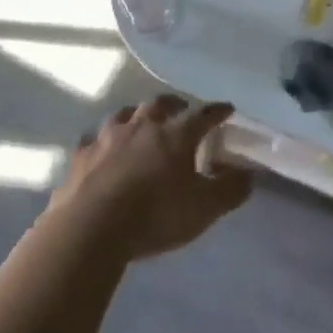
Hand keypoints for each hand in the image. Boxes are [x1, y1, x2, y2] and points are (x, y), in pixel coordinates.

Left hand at [48, 95, 251, 261]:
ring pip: (126, 114)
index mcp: (176, 133)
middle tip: (181, 112)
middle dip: (174, 105)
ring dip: (137, 116)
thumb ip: (230, 190)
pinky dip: (104, 141)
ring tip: (142, 124)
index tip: (227, 109)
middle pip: (161, 104)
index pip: (203, 114)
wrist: (91, 227)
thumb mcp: (203, 209)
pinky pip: (95, 139)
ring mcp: (109, 135)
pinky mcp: (83, 153)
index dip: (218, 111)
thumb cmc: (155, 215)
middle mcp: (143, 124)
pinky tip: (104, 149)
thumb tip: (250, 174)